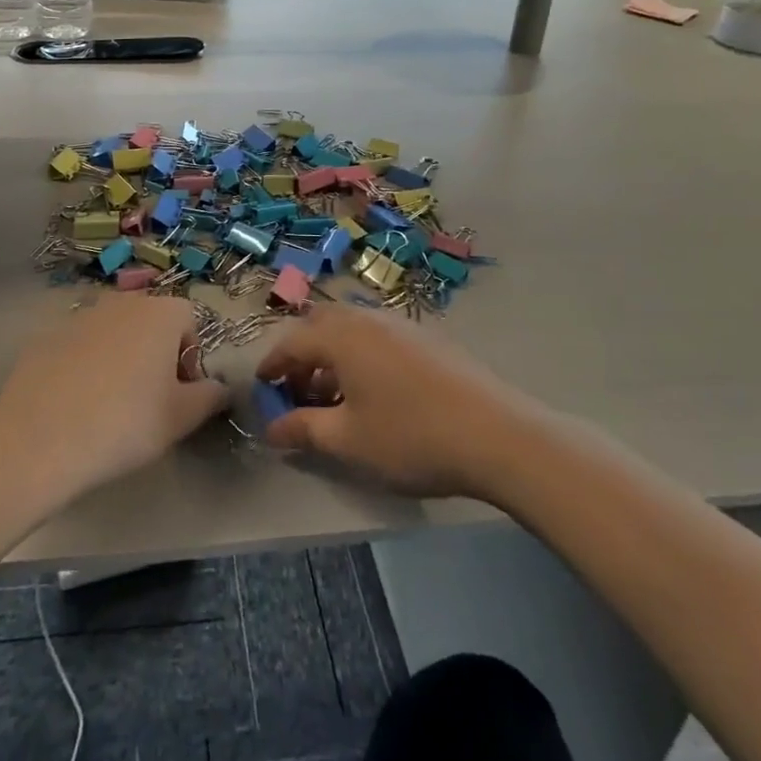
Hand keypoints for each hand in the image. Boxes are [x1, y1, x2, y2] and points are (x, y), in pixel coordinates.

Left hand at [0, 296, 228, 501]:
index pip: (189, 321)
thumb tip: (219, 388)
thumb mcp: (182, 417)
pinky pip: (79, 348)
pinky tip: (75, 405)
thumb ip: (211, 396)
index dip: (189, 358)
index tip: (179, 394)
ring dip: (119, 358)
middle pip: (150, 322)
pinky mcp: (46, 337)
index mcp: (160, 312)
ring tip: (109, 405)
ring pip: (113, 333)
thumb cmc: (126, 423)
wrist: (40, 438)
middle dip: (155, 354)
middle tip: (148, 401)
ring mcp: (80, 316)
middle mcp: (121, 302)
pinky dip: (84, 367)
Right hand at [255, 307, 532, 498]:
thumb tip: (272, 429)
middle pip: (322, 324)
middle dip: (303, 353)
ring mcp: (403, 325)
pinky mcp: (430, 339)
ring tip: (336, 396)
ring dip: (334, 355)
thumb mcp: (348, 440)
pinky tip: (376, 392)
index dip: (274, 364)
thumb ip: (304, 430)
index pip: (293, 341)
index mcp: (342, 336)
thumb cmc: (411, 436)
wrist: (497, 434)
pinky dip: (363, 356)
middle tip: (299, 388)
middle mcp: (369, 319)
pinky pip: (380, 337)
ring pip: (354, 329)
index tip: (263, 387)